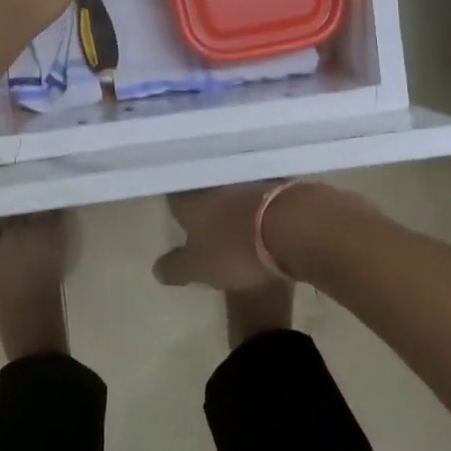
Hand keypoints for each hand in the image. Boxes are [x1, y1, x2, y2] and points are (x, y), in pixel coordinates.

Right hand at [153, 184, 289, 291]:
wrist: (294, 226)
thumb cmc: (237, 248)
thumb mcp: (199, 268)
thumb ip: (176, 267)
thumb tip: (157, 268)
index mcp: (192, 202)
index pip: (175, 197)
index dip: (175, 206)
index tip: (176, 214)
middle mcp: (216, 185)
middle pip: (204, 190)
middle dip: (203, 201)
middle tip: (203, 215)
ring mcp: (248, 182)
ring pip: (233, 188)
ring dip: (232, 200)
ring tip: (234, 218)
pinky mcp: (277, 186)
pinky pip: (260, 193)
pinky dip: (258, 204)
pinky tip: (263, 216)